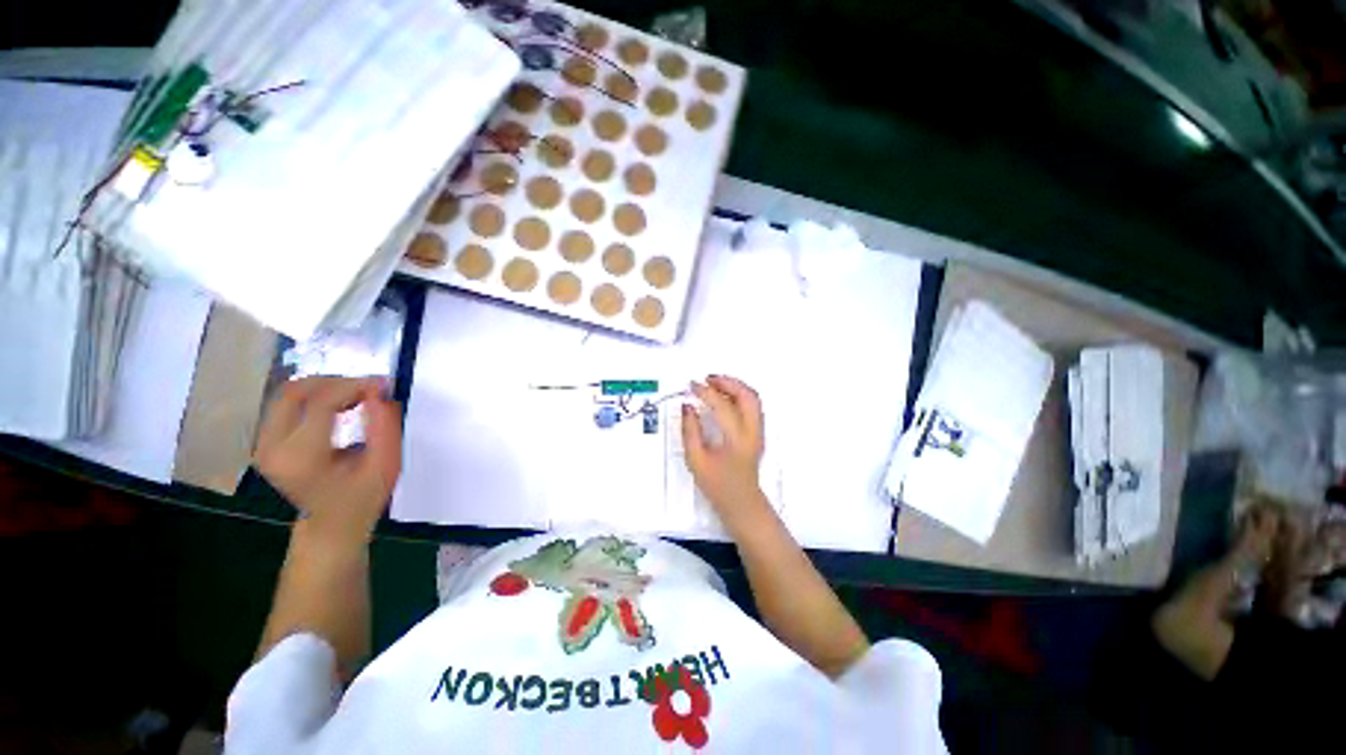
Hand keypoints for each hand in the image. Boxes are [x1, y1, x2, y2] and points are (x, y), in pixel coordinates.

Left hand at [254, 376, 401, 546]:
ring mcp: (263, 444)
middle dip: (336, 382)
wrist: (331, 523)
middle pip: (295, 392)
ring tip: (356, 396)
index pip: (321, 403)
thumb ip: (385, 427)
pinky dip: (315, 395)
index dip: (354, 386)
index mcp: (302, 458)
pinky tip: (339, 405)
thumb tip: (378, 390)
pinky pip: (286, 403)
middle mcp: (273, 448)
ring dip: (325, 387)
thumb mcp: (386, 464)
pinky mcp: (264, 440)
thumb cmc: (363, 496)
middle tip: (367, 388)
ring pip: (287, 393)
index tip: (382, 384)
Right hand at [683, 375, 769, 524]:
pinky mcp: (758, 432)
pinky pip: (752, 405)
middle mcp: (752, 430)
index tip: (691, 386)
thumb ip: (690, 431)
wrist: (742, 503)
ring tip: (714, 384)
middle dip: (727, 382)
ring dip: (735, 386)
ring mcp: (758, 431)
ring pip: (753, 398)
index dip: (706, 392)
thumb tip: (687, 406)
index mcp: (736, 438)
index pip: (722, 406)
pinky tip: (724, 396)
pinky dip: (739, 395)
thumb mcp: (696, 460)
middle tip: (707, 379)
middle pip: (747, 395)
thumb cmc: (717, 485)